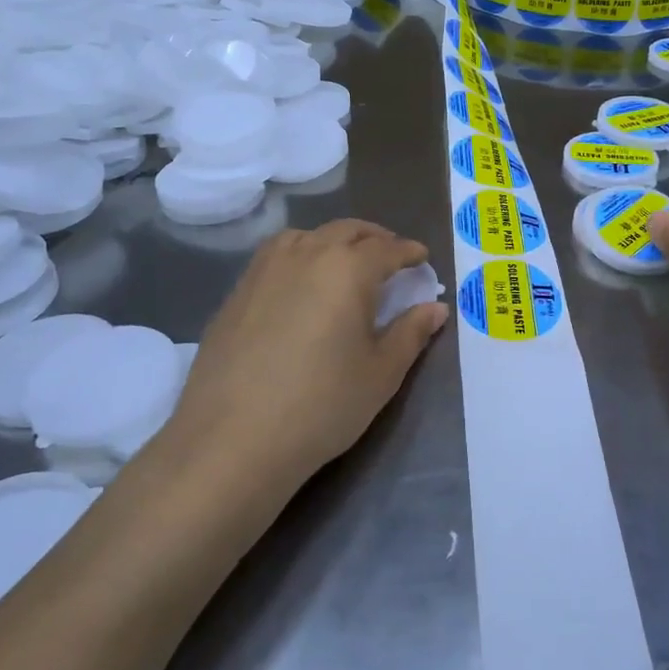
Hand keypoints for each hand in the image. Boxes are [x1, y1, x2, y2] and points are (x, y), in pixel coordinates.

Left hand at [170, 220, 447, 486]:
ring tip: (346, 262)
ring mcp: (265, 269)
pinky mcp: (238, 290)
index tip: (422, 257)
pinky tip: (301, 283)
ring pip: (308, 236)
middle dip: (374, 238)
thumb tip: (435, 307)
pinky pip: (277, 255)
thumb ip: (411, 333)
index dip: (409, 252)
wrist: (232, 438)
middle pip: (346, 231)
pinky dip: (301, 255)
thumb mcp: (380, 373)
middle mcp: (306, 254)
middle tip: (390, 255)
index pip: (387, 249)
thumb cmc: (322, 405)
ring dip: (334, 241)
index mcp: (348, 269)